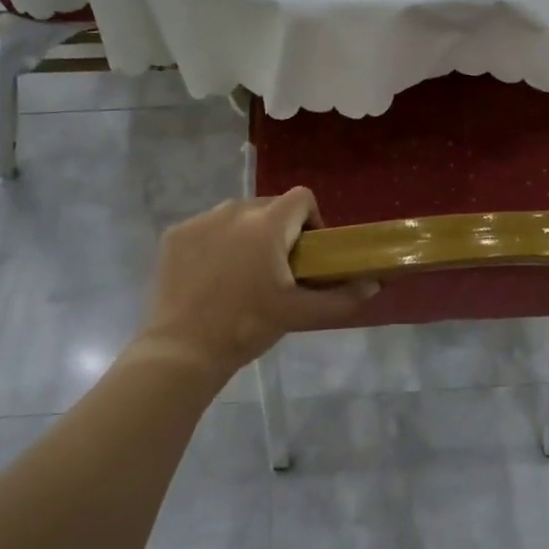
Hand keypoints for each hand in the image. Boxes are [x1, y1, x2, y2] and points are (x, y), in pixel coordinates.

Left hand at [133, 188, 378, 378]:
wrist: (184, 349)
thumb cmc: (248, 327)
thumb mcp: (301, 314)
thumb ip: (342, 298)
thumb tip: (374, 285)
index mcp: (267, 224)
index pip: (302, 198)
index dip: (312, 220)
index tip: (308, 253)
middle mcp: (233, 211)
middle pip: (269, 205)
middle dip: (280, 230)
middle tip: (279, 269)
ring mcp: (200, 221)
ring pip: (236, 215)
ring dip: (248, 234)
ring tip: (244, 272)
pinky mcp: (175, 235)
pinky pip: (207, 227)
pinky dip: (216, 243)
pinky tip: (213, 276)